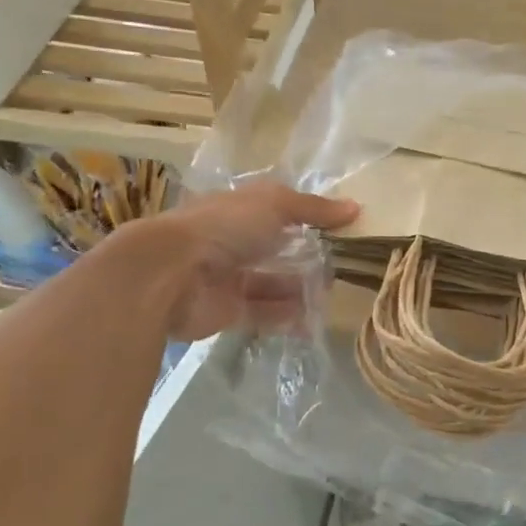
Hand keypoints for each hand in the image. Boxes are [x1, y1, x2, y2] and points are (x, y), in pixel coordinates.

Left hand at [155, 183, 357, 340]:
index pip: (276, 212)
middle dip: (306, 259)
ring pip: (271, 284)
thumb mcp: (274, 205)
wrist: (170, 274)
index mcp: (238, 211)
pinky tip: (312, 320)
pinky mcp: (227, 312)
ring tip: (330, 296)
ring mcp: (228, 279)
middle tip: (340, 268)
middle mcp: (231, 243)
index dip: (305, 219)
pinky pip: (263, 314)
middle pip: (275, 251)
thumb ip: (313, 209)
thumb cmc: (222, 228)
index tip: (339, 229)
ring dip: (299, 290)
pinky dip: (286, 317)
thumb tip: (356, 208)